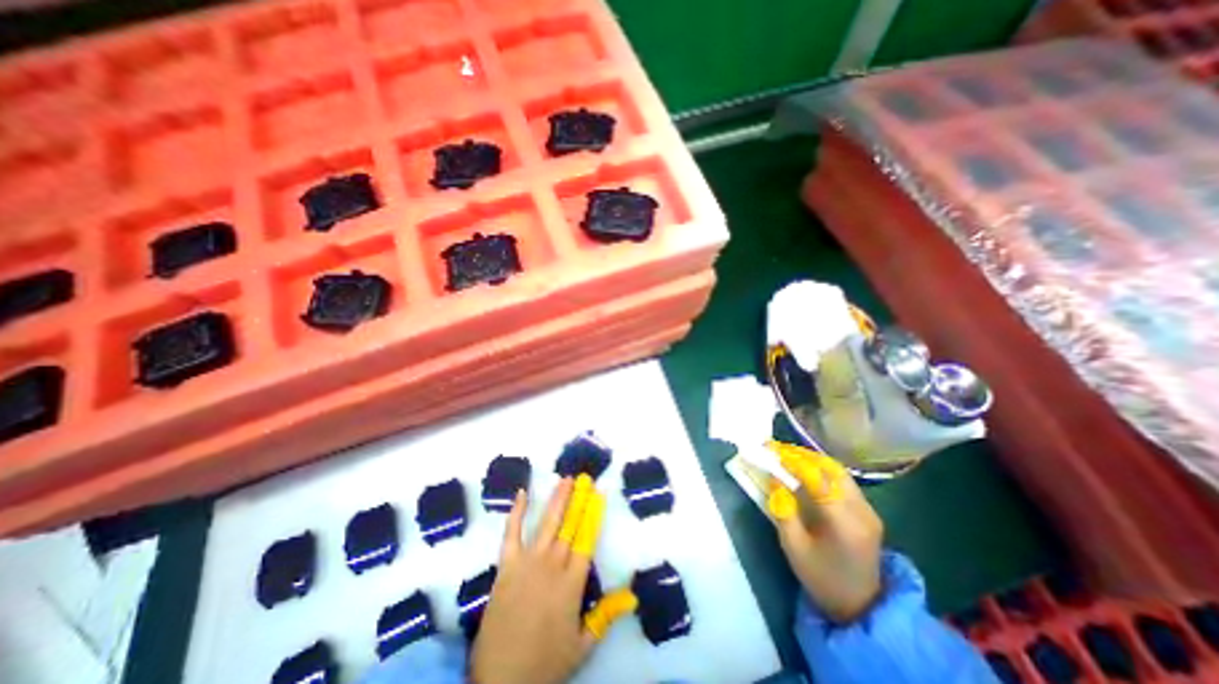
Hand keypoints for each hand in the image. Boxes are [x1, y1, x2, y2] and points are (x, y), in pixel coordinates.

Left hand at [468, 479, 634, 683]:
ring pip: (547, 523)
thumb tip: (632, 595)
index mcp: (572, 583)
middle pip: (569, 525)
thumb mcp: (582, 645)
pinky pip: (511, 533)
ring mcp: (528, 562)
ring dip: (557, 499)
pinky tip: (522, 493)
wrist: (500, 681)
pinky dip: (516, 512)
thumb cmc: (545, 663)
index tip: (599, 495)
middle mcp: (552, 565)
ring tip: (565, 479)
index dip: (594, 515)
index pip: (587, 539)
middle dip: (578, 499)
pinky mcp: (506, 565)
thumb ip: (605, 616)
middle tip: (584, 478)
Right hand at [771, 443, 886, 623]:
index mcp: (843, 523)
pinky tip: (806, 470)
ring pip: (839, 472)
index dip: (793, 461)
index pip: (817, 479)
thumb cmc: (822, 578)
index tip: (771, 450)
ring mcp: (868, 510)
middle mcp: (861, 511)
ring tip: (789, 455)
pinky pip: (843, 481)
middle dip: (802, 455)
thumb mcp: (794, 549)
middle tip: (778, 449)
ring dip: (813, 459)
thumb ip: (783, 512)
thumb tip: (775, 480)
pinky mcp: (868, 512)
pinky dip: (823, 470)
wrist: (860, 606)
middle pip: (831, 469)